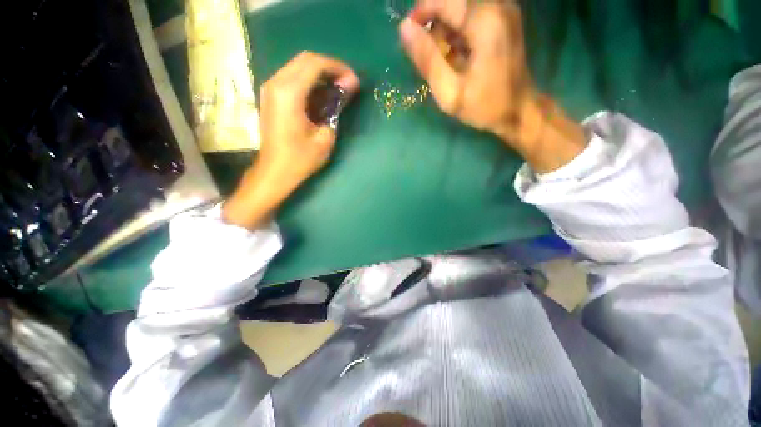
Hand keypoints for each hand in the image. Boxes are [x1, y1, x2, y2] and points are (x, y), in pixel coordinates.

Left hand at [223, 52, 359, 228]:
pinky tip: (322, 95)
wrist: (274, 172)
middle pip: (306, 59)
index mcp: (289, 93)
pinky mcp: (271, 96)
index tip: (354, 81)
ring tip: (338, 89)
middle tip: (347, 84)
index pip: (316, 64)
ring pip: (298, 66)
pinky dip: (309, 81)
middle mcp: (276, 83)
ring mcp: (271, 88)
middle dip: (330, 68)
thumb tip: (348, 88)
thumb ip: (337, 108)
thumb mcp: (325, 137)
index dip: (338, 68)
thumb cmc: (301, 159)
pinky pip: (292, 77)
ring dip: (320, 74)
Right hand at [400, 0, 586, 172]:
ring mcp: (502, 10)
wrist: (518, 111)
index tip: (409, 42)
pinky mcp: (503, 18)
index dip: (419, 16)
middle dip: (432, 26)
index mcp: (484, 21)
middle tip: (429, 59)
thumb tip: (404, 29)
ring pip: (459, 9)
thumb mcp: (450, 92)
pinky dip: (457, 33)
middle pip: (450, 3)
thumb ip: (427, 60)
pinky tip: (457, 57)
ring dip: (444, 31)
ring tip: (443, 62)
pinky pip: (470, 16)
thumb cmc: (484, 106)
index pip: (441, 1)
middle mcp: (496, 6)